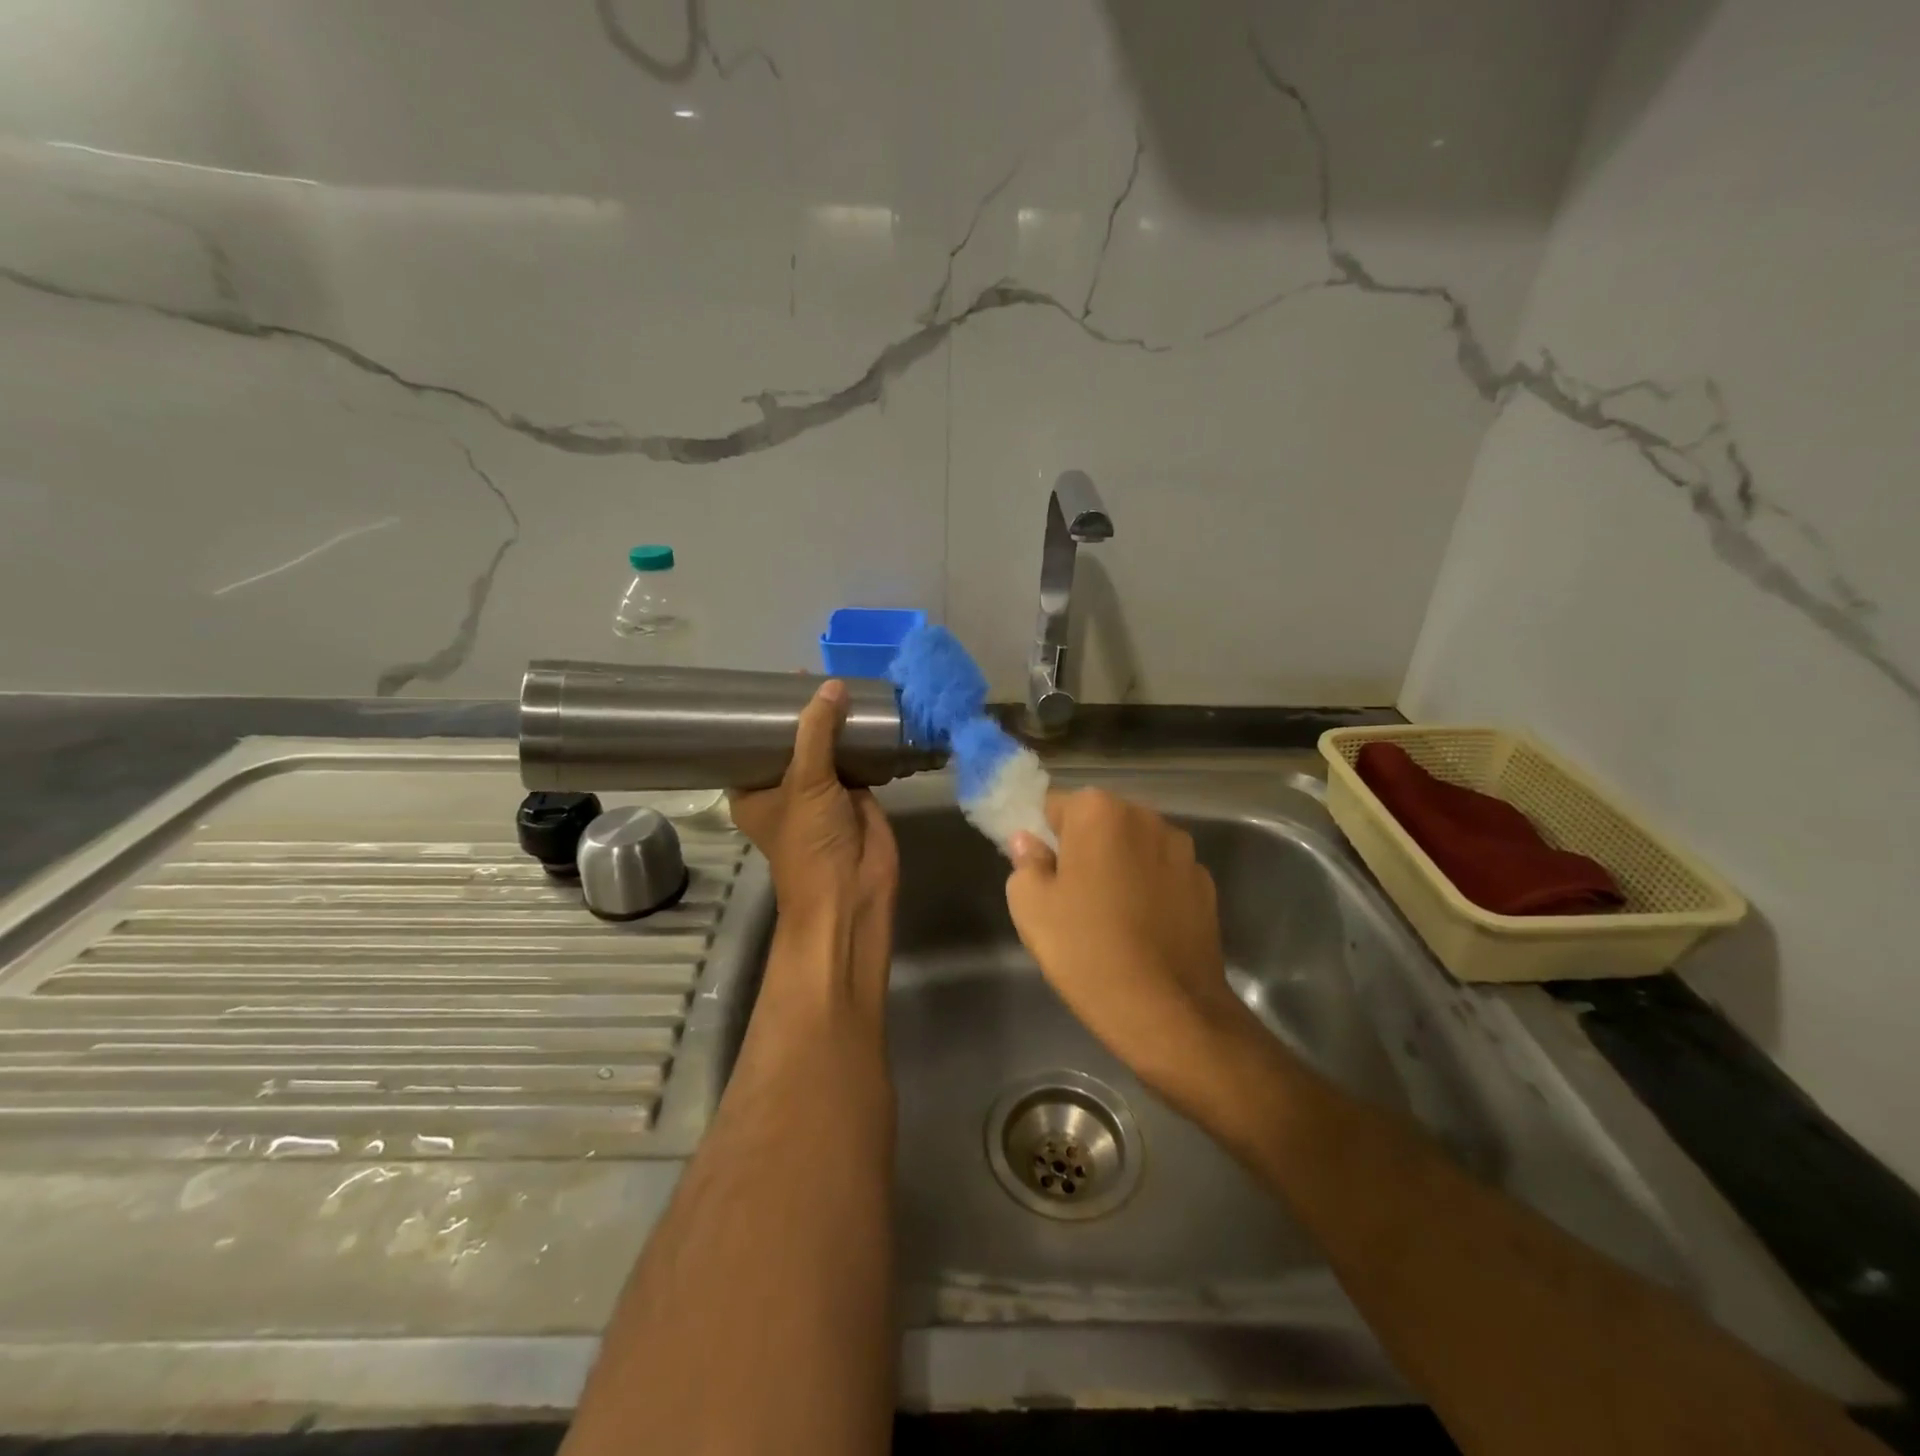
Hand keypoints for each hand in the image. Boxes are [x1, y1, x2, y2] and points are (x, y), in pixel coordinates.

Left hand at [728, 681, 897, 998]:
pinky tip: (870, 710)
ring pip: (827, 748)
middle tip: (814, 672)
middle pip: (793, 741)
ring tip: (843, 683)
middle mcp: (784, 788)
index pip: (751, 743)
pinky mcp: (855, 793)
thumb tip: (833, 685)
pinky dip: (863, 739)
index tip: (770, 681)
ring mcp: (822, 791)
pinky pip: (856, 758)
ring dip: (835, 723)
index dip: (760, 715)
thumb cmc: (810, 841)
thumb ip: (817, 732)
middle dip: (804, 713)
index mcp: (753, 790)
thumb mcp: (806, 782)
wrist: (853, 890)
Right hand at [1006, 790, 1252, 1104]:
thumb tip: (1030, 842)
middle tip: (1070, 896)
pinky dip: (1150, 890)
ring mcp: (1182, 850)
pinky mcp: (1205, 884)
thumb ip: (1025, 862)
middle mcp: (1145, 817)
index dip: (1043, 837)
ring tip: (1109, 916)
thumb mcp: (1031, 907)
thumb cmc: (1087, 951)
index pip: (1055, 805)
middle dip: (1083, 848)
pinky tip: (1142, 929)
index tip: (1041, 872)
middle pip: (1100, 822)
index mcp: (1098, 812)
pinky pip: (1163, 874)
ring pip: (1134, 848)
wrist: (1168, 1011)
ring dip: (1119, 866)